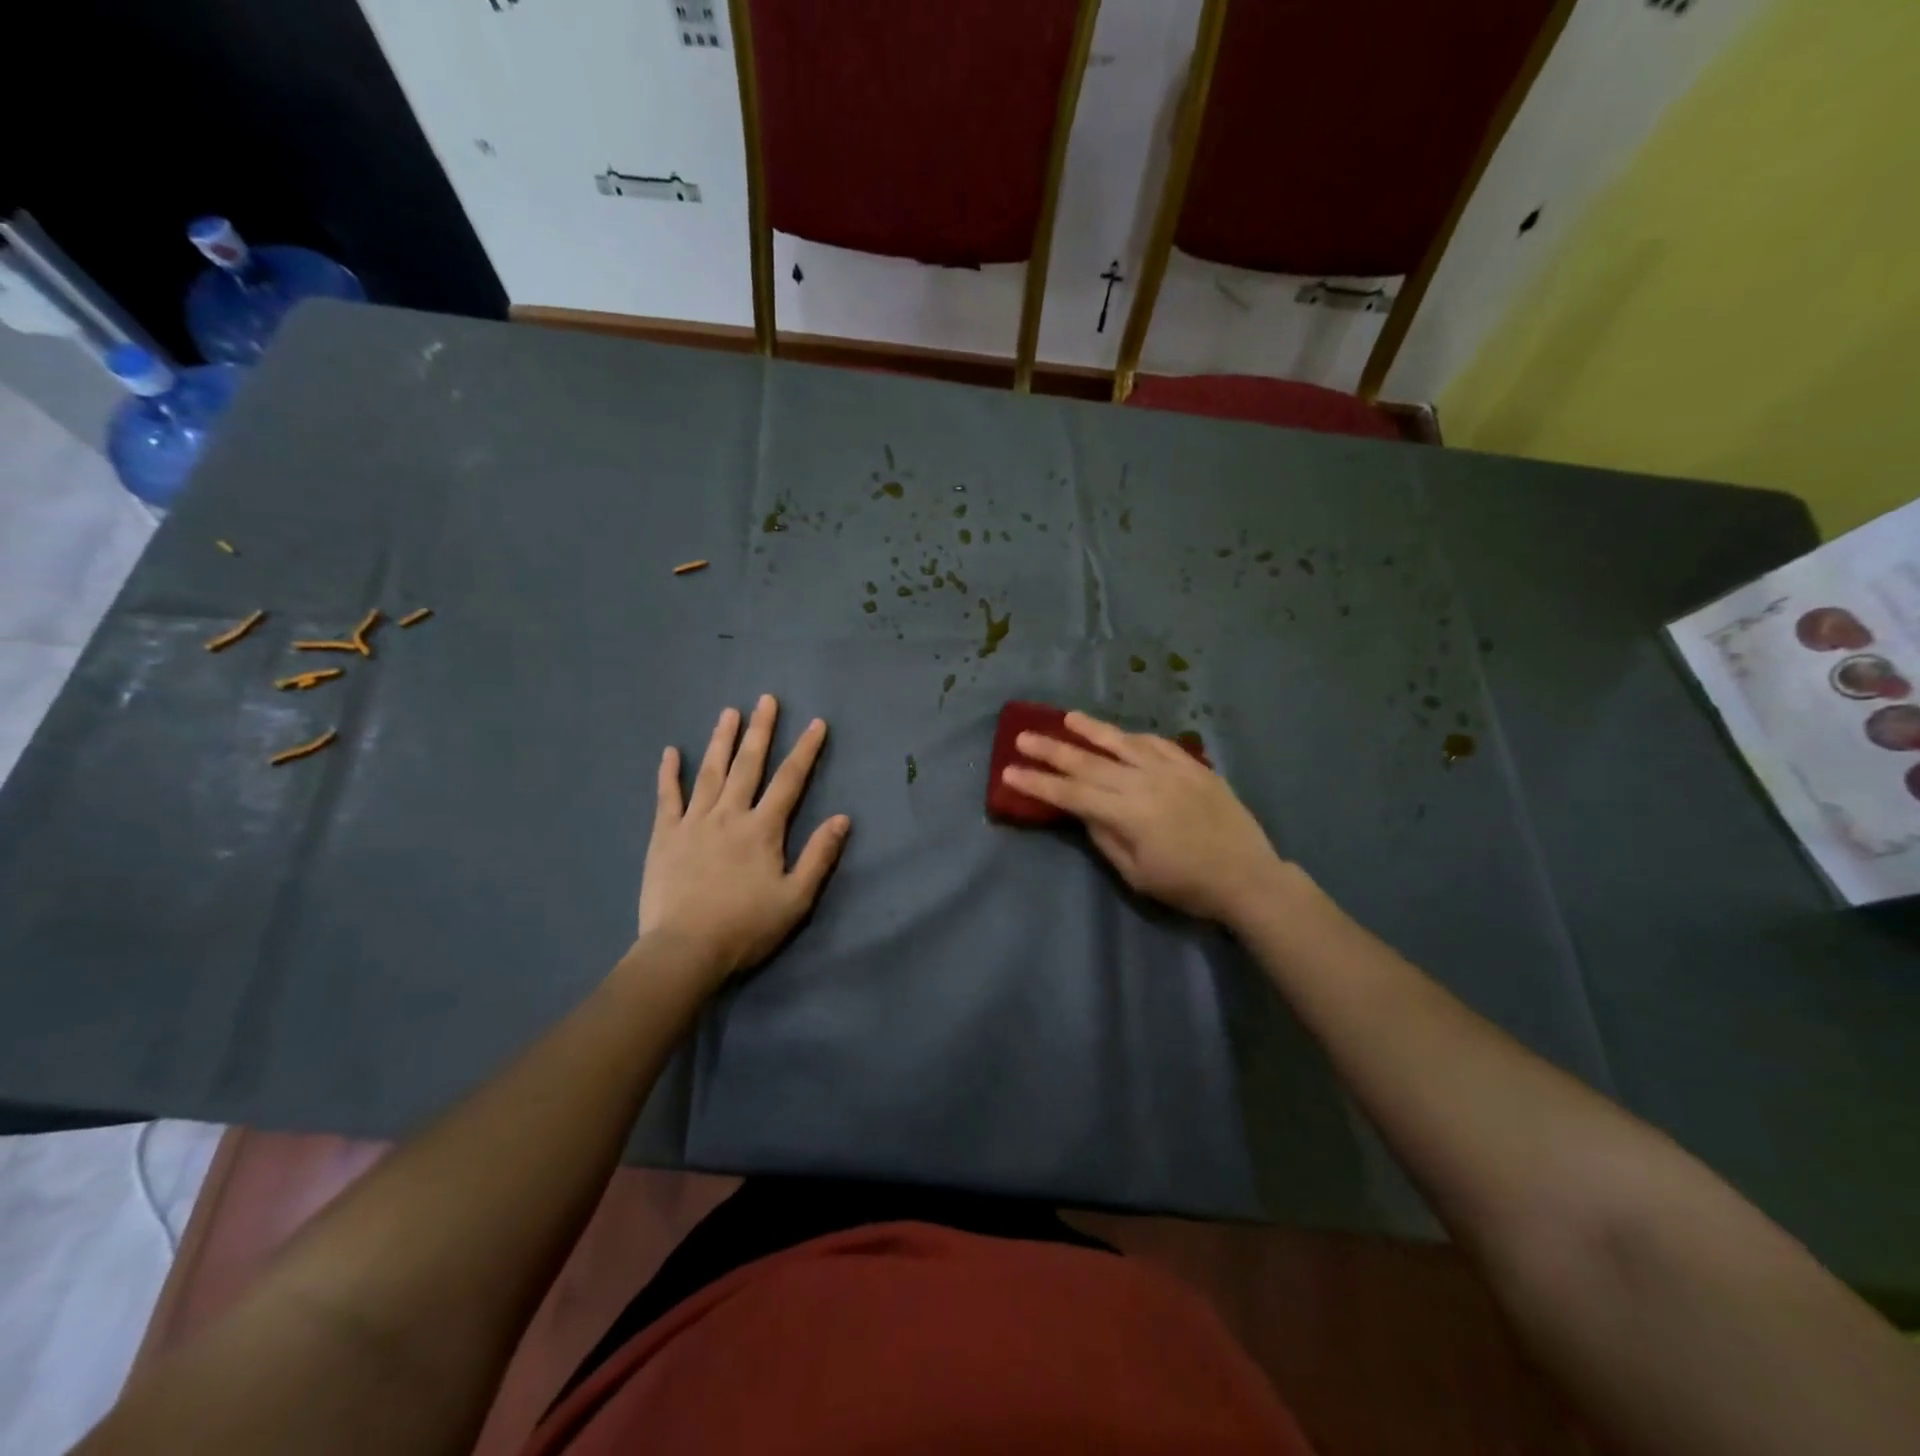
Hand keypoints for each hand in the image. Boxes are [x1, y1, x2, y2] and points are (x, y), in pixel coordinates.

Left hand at [638, 696, 850, 983]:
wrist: (685, 950)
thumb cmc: (746, 927)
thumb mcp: (796, 898)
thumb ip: (819, 856)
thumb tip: (843, 818)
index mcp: (763, 829)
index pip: (790, 780)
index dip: (805, 750)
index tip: (816, 723)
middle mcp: (729, 815)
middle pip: (748, 765)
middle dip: (760, 730)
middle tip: (766, 699)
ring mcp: (693, 822)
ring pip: (710, 772)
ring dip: (721, 740)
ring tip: (729, 711)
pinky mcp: (664, 836)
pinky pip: (667, 797)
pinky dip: (669, 773)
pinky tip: (672, 751)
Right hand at [1002, 711, 1286, 925]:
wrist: (1248, 876)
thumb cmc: (1188, 886)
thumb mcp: (1137, 874)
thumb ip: (1106, 838)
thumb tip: (1086, 811)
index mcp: (1128, 813)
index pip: (1071, 792)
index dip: (1038, 782)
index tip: (1009, 770)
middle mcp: (1145, 782)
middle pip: (1089, 761)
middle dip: (1052, 749)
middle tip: (1023, 736)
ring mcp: (1171, 770)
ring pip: (1123, 742)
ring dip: (1091, 730)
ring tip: (1066, 718)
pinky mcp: (1194, 767)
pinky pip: (1158, 743)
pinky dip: (1134, 737)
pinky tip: (1122, 735)